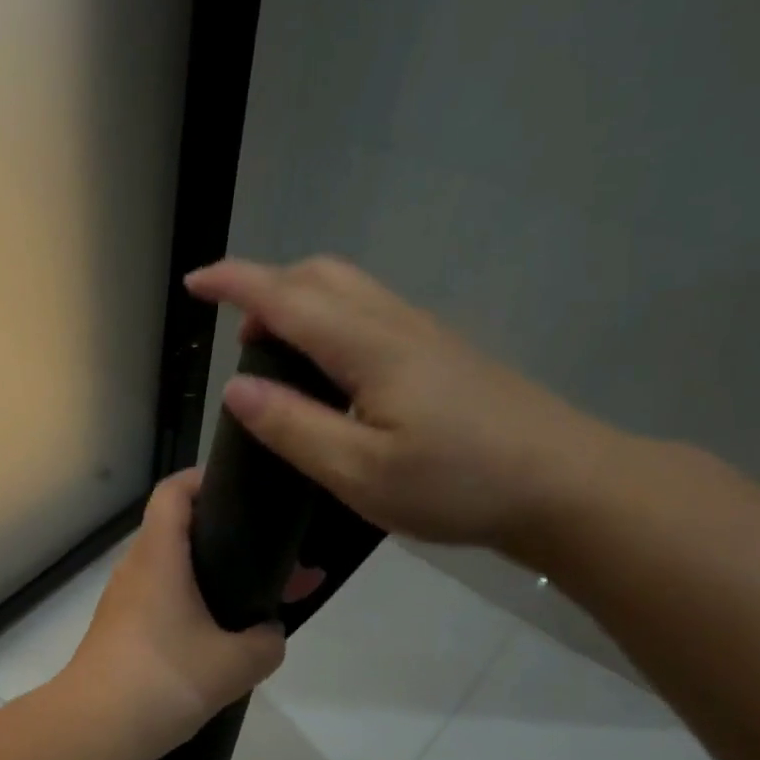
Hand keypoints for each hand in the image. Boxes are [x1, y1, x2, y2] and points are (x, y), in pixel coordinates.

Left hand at [60, 470, 286, 759]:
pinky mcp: (120, 630)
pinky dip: (194, 605)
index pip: (174, 491)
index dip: (205, 479)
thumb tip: (269, 632)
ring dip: (213, 577)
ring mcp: (124, 600)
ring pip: (174, 570)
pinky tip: (222, 636)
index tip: (243, 490)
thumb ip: (266, 642)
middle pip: (179, 530)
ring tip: (257, 599)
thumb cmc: (162, 680)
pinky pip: (163, 601)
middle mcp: (136, 568)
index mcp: (159, 556)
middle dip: (227, 537)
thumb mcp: (234, 664)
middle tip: (272, 558)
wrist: (92, 730)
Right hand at [186, 256, 626, 551]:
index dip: (235, 283)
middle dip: (266, 286)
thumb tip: (234, 388)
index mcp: (369, 346)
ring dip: (298, 301)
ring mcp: (425, 334)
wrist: (566, 485)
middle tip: (236, 332)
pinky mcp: (442, 353)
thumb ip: (293, 428)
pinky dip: (328, 319)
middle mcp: (395, 324)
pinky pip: (368, 311)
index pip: (286, 297)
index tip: (194, 282)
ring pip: (348, 289)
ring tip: (272, 352)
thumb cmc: (458, 485)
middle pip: (320, 274)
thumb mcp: (360, 473)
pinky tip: (328, 371)